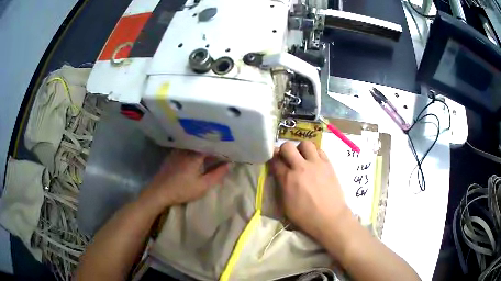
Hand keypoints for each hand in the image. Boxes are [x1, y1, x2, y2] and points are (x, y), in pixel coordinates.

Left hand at [145, 149, 229, 207]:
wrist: (159, 192)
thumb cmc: (182, 190)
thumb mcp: (203, 186)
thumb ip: (217, 174)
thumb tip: (229, 165)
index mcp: (195, 154)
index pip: (210, 145)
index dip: (220, 147)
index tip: (228, 150)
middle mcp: (186, 149)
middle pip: (201, 144)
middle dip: (211, 147)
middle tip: (221, 151)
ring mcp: (177, 152)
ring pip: (193, 146)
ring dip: (202, 148)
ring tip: (210, 152)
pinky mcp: (171, 156)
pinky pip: (185, 149)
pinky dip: (193, 151)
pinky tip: (195, 156)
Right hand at [270, 141, 348, 239]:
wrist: (330, 218)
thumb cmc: (305, 216)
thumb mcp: (285, 205)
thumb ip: (280, 187)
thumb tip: (279, 176)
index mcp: (287, 179)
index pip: (274, 160)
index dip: (272, 159)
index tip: (274, 162)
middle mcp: (301, 167)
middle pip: (287, 146)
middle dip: (284, 150)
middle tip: (287, 158)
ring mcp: (316, 164)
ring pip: (305, 144)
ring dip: (301, 149)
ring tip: (302, 158)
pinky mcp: (328, 164)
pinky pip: (319, 150)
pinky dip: (314, 153)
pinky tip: (314, 162)